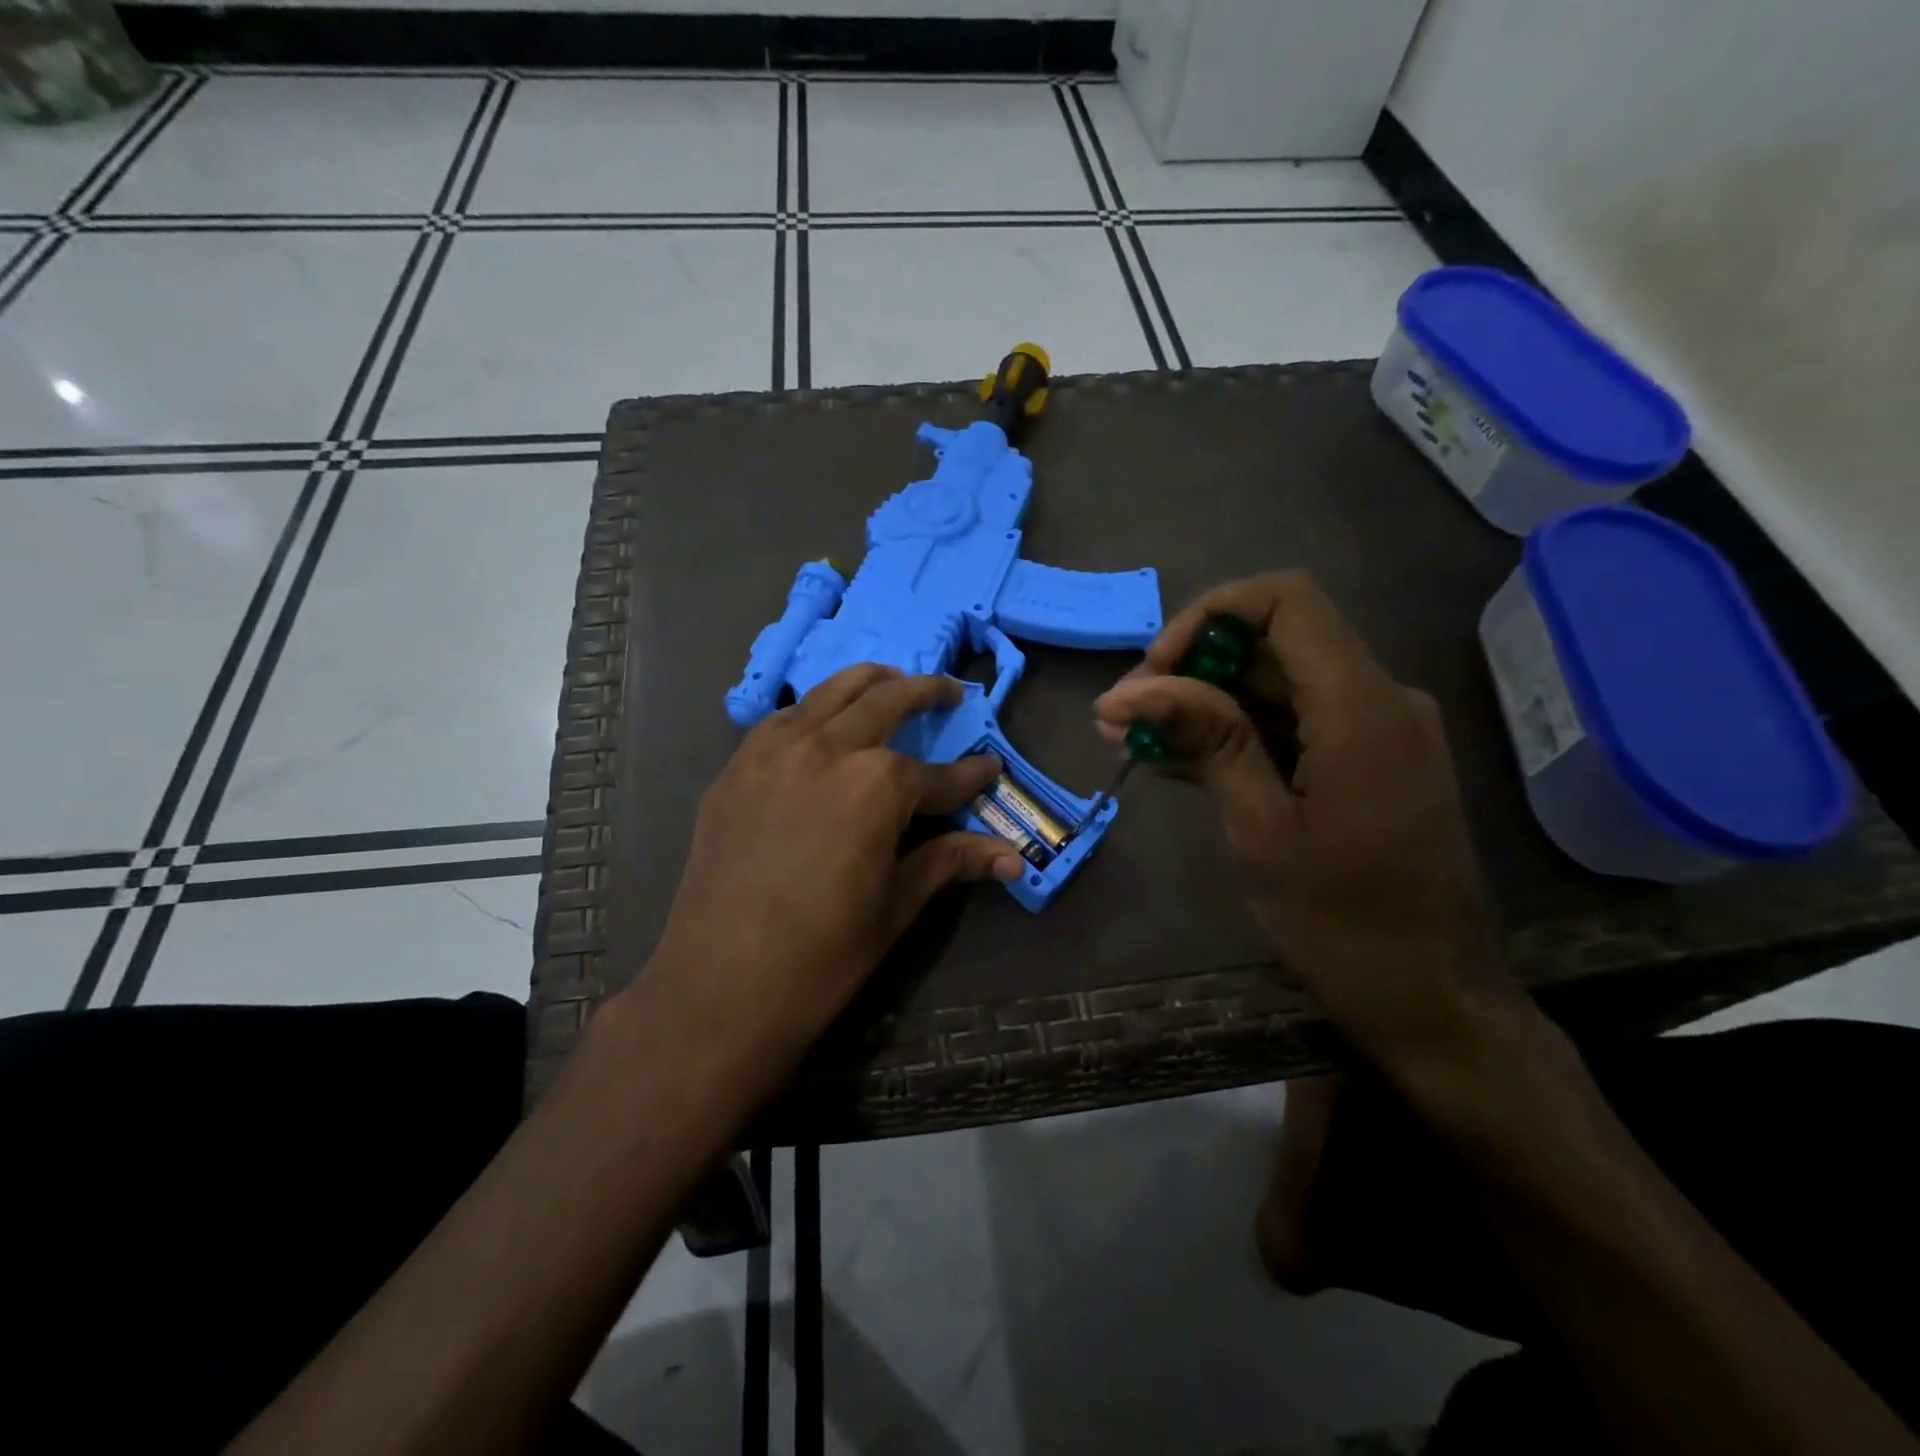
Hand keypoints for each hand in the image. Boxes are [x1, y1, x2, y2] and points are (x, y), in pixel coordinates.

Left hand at [640, 665, 1021, 1087]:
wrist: (719, 988)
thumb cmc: (822, 956)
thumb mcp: (896, 905)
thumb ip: (952, 862)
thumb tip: (1015, 857)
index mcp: (877, 785)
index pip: (938, 775)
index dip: (970, 777)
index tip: (990, 769)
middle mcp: (827, 748)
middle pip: (886, 700)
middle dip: (926, 692)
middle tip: (949, 692)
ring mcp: (773, 751)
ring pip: (829, 692)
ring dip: (868, 683)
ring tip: (890, 683)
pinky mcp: (736, 768)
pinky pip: (782, 719)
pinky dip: (813, 710)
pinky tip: (822, 725)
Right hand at [1094, 572, 1518, 1073]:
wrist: (1432, 1001)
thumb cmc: (1343, 923)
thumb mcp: (1260, 828)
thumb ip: (1208, 740)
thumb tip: (1132, 687)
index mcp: (1361, 706)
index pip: (1285, 600)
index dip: (1208, 616)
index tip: (1155, 670)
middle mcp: (1379, 699)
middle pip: (1273, 642)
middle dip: (1190, 668)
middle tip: (1123, 714)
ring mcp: (1377, 731)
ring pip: (1276, 683)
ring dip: (1203, 703)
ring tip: (1132, 737)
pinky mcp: (1368, 762)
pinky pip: (1293, 723)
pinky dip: (1236, 733)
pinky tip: (1176, 759)